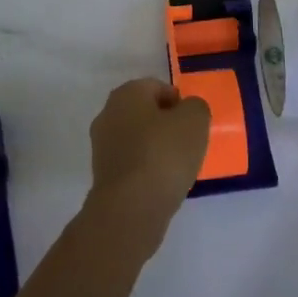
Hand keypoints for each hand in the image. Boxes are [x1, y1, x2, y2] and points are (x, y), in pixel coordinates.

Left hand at [84, 79, 211, 256]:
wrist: (130, 209)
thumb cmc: (163, 155)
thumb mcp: (194, 121)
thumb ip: (195, 107)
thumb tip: (187, 111)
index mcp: (126, 93)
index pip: (158, 87)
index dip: (180, 103)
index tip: (193, 125)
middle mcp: (108, 113)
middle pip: (146, 113)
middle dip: (167, 126)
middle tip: (188, 145)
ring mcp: (102, 145)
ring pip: (138, 139)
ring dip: (157, 149)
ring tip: (177, 168)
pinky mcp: (103, 174)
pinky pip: (132, 163)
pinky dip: (147, 169)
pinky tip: (161, 184)